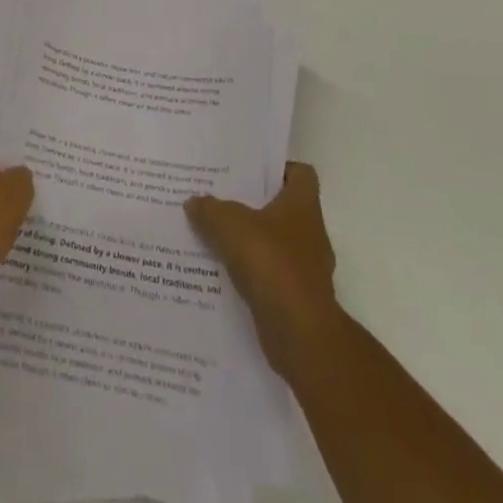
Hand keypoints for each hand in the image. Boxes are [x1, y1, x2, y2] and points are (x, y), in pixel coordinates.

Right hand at [186, 162, 340, 383]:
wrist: (300, 335)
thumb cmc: (272, 264)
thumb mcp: (230, 225)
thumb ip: (210, 209)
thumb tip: (194, 201)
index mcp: (302, 206)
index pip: (300, 174)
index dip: (278, 167)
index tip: (248, 170)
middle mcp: (309, 233)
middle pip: (281, 207)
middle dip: (252, 203)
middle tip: (218, 196)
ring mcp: (304, 268)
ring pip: (272, 242)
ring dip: (247, 240)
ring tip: (212, 233)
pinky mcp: (294, 297)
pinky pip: (267, 274)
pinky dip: (248, 272)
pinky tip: (220, 270)